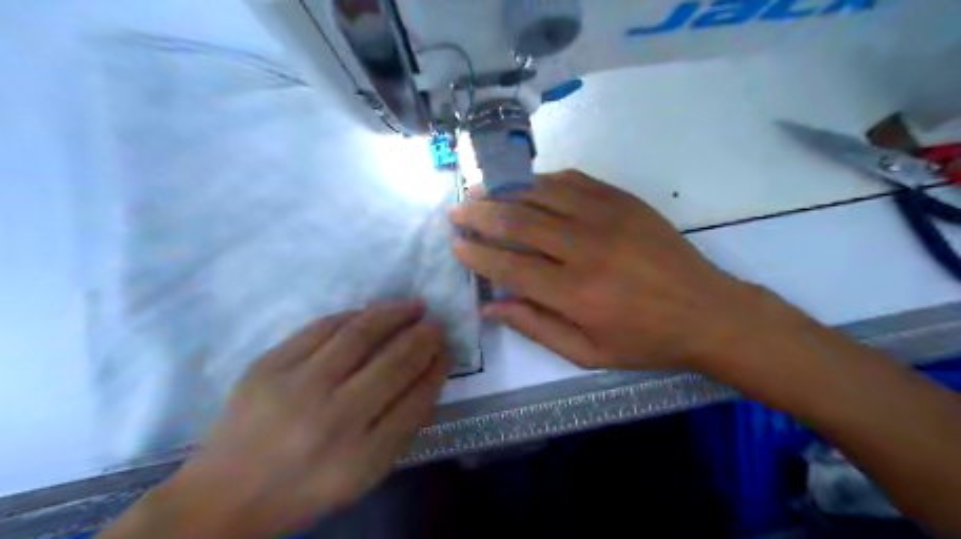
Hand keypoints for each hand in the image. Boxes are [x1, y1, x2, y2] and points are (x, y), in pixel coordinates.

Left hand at [108, 303, 449, 537]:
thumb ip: (401, 428)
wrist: (222, 496)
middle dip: (424, 337)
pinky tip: (371, 312)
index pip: (416, 399)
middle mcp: (332, 419)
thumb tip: (428, 375)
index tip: (447, 351)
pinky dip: (354, 315)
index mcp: (360, 457)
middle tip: (436, 324)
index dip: (437, 369)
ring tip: (413, 306)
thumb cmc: (304, 489)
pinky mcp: (268, 365)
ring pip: (359, 334)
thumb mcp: (363, 475)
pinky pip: (322, 327)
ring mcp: (296, 387)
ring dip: (394, 314)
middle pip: (393, 363)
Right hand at [450, 168, 757, 369]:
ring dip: (504, 192)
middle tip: (457, 210)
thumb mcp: (588, 352)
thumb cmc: (645, 341)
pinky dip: (542, 181)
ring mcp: (606, 217)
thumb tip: (490, 307)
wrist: (707, 311)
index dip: (477, 254)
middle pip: (518, 222)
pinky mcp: (623, 200)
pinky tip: (526, 186)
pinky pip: (572, 181)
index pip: (509, 266)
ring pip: (541, 194)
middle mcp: (585, 248)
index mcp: (575, 293)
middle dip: (480, 214)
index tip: (455, 244)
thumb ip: (535, 327)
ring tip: (481, 192)